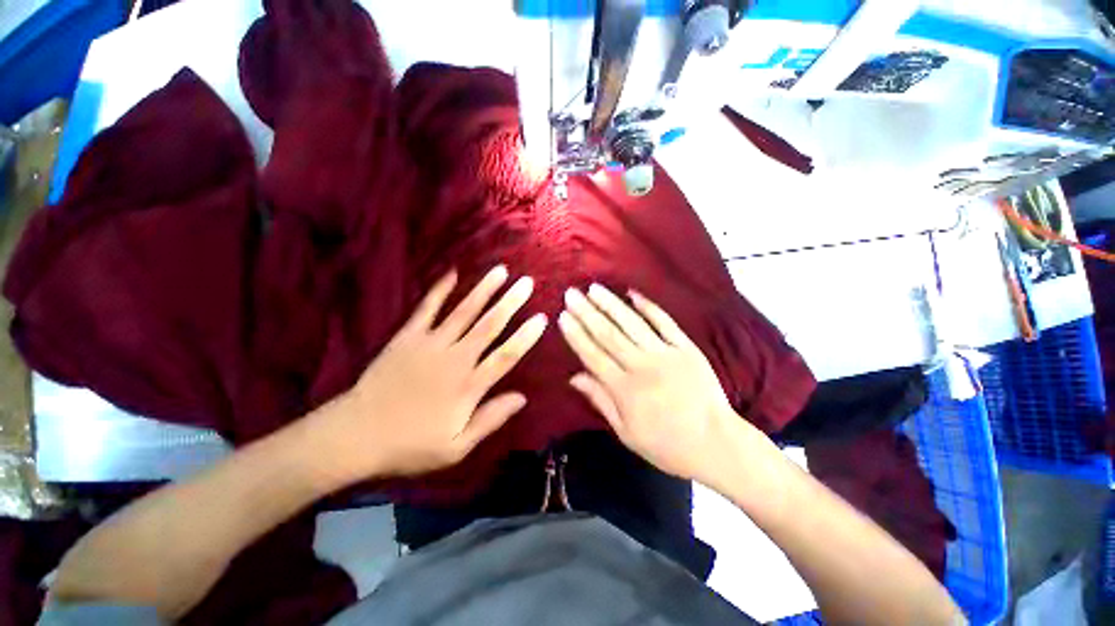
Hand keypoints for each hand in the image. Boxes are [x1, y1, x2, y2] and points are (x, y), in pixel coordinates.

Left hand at [314, 266, 546, 481]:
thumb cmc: (411, 445)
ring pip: (463, 312)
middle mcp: (454, 358)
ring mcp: (429, 344)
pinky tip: (453, 272)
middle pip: (489, 326)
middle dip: (510, 302)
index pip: (505, 356)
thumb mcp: (456, 447)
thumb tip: (522, 398)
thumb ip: (490, 419)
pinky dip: (440, 290)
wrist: (355, 435)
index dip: (525, 337)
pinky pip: (426, 308)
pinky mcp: (407, 337)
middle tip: (527, 283)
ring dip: (484, 290)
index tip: (542, 318)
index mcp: (468, 386)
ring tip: (501, 271)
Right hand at [559, 285, 748, 480]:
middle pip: (608, 334)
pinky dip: (648, 306)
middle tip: (571, 294)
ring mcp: (666, 353)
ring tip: (593, 288)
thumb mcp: (626, 433)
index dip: (576, 334)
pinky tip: (632, 293)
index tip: (563, 316)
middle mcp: (642, 366)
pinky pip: (665, 322)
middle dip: (587, 312)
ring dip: (611, 304)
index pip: (593, 355)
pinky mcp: (686, 347)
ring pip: (632, 323)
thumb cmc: (667, 444)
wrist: (717, 443)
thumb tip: (574, 377)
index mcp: (625, 389)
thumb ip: (600, 400)